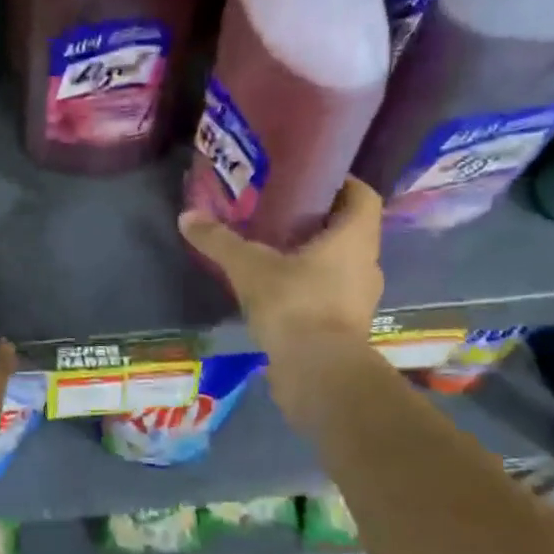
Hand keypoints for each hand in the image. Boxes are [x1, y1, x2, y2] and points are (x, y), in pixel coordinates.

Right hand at [178, 177, 384, 359]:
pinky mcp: (345, 326)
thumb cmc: (295, 305)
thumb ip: (219, 241)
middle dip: (316, 219)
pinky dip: (307, 285)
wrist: (318, 374)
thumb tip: (186, 216)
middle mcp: (366, 264)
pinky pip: (328, 293)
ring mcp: (359, 298)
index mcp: (355, 238)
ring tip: (272, 249)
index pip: (362, 195)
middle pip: (348, 229)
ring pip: (338, 263)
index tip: (307, 180)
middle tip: (278, 211)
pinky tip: (274, 289)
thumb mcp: (249, 267)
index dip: (341, 182)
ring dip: (311, 255)